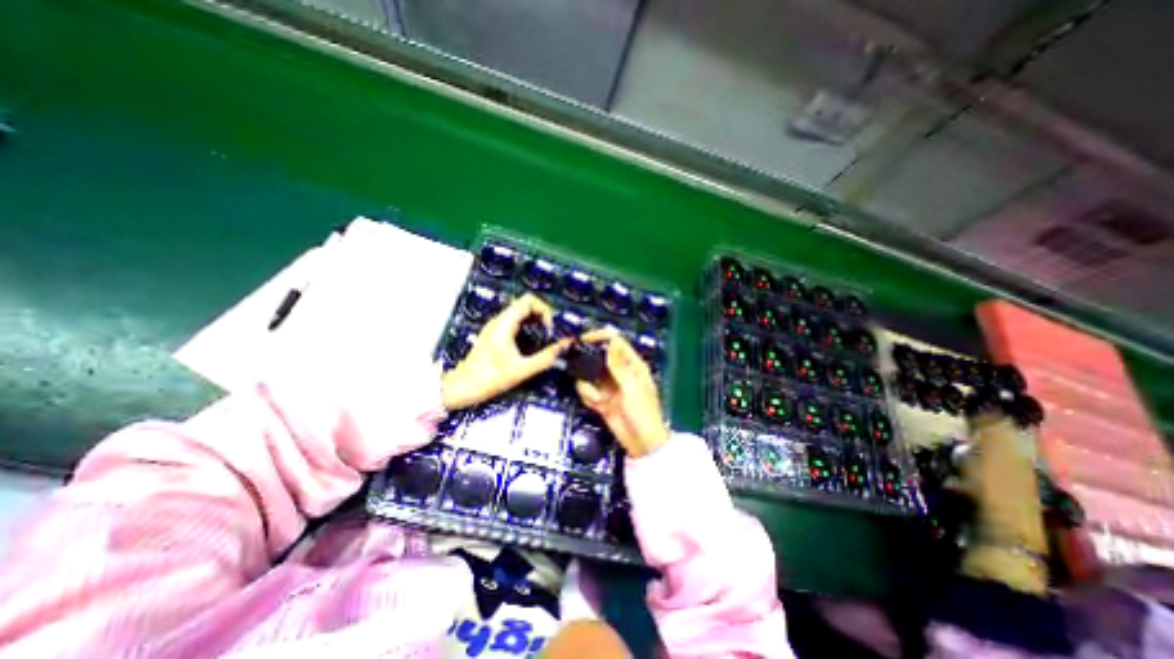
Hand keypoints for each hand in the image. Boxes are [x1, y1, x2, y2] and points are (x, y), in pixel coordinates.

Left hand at [441, 294, 567, 409]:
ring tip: (544, 338)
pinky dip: (528, 327)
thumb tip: (566, 345)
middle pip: (525, 304)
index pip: (529, 300)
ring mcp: (496, 326)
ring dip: (535, 321)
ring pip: (520, 313)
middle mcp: (500, 320)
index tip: (550, 329)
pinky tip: (532, 343)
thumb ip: (546, 357)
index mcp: (505, 323)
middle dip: (542, 315)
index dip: (544, 309)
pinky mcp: (495, 334)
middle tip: (550, 333)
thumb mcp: (523, 370)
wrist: (463, 387)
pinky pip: (515, 322)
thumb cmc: (491, 378)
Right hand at [577, 330, 667, 458]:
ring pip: (589, 374)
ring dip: (588, 386)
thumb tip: (612, 339)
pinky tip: (597, 405)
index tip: (584, 339)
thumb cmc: (643, 412)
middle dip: (588, 363)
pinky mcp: (600, 398)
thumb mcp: (632, 387)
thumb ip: (618, 364)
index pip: (615, 342)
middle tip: (580, 370)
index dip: (600, 337)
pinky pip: (587, 390)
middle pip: (598, 356)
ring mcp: (608, 385)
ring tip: (598, 399)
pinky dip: (588, 397)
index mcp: (632, 364)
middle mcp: (619, 371)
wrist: (641, 443)